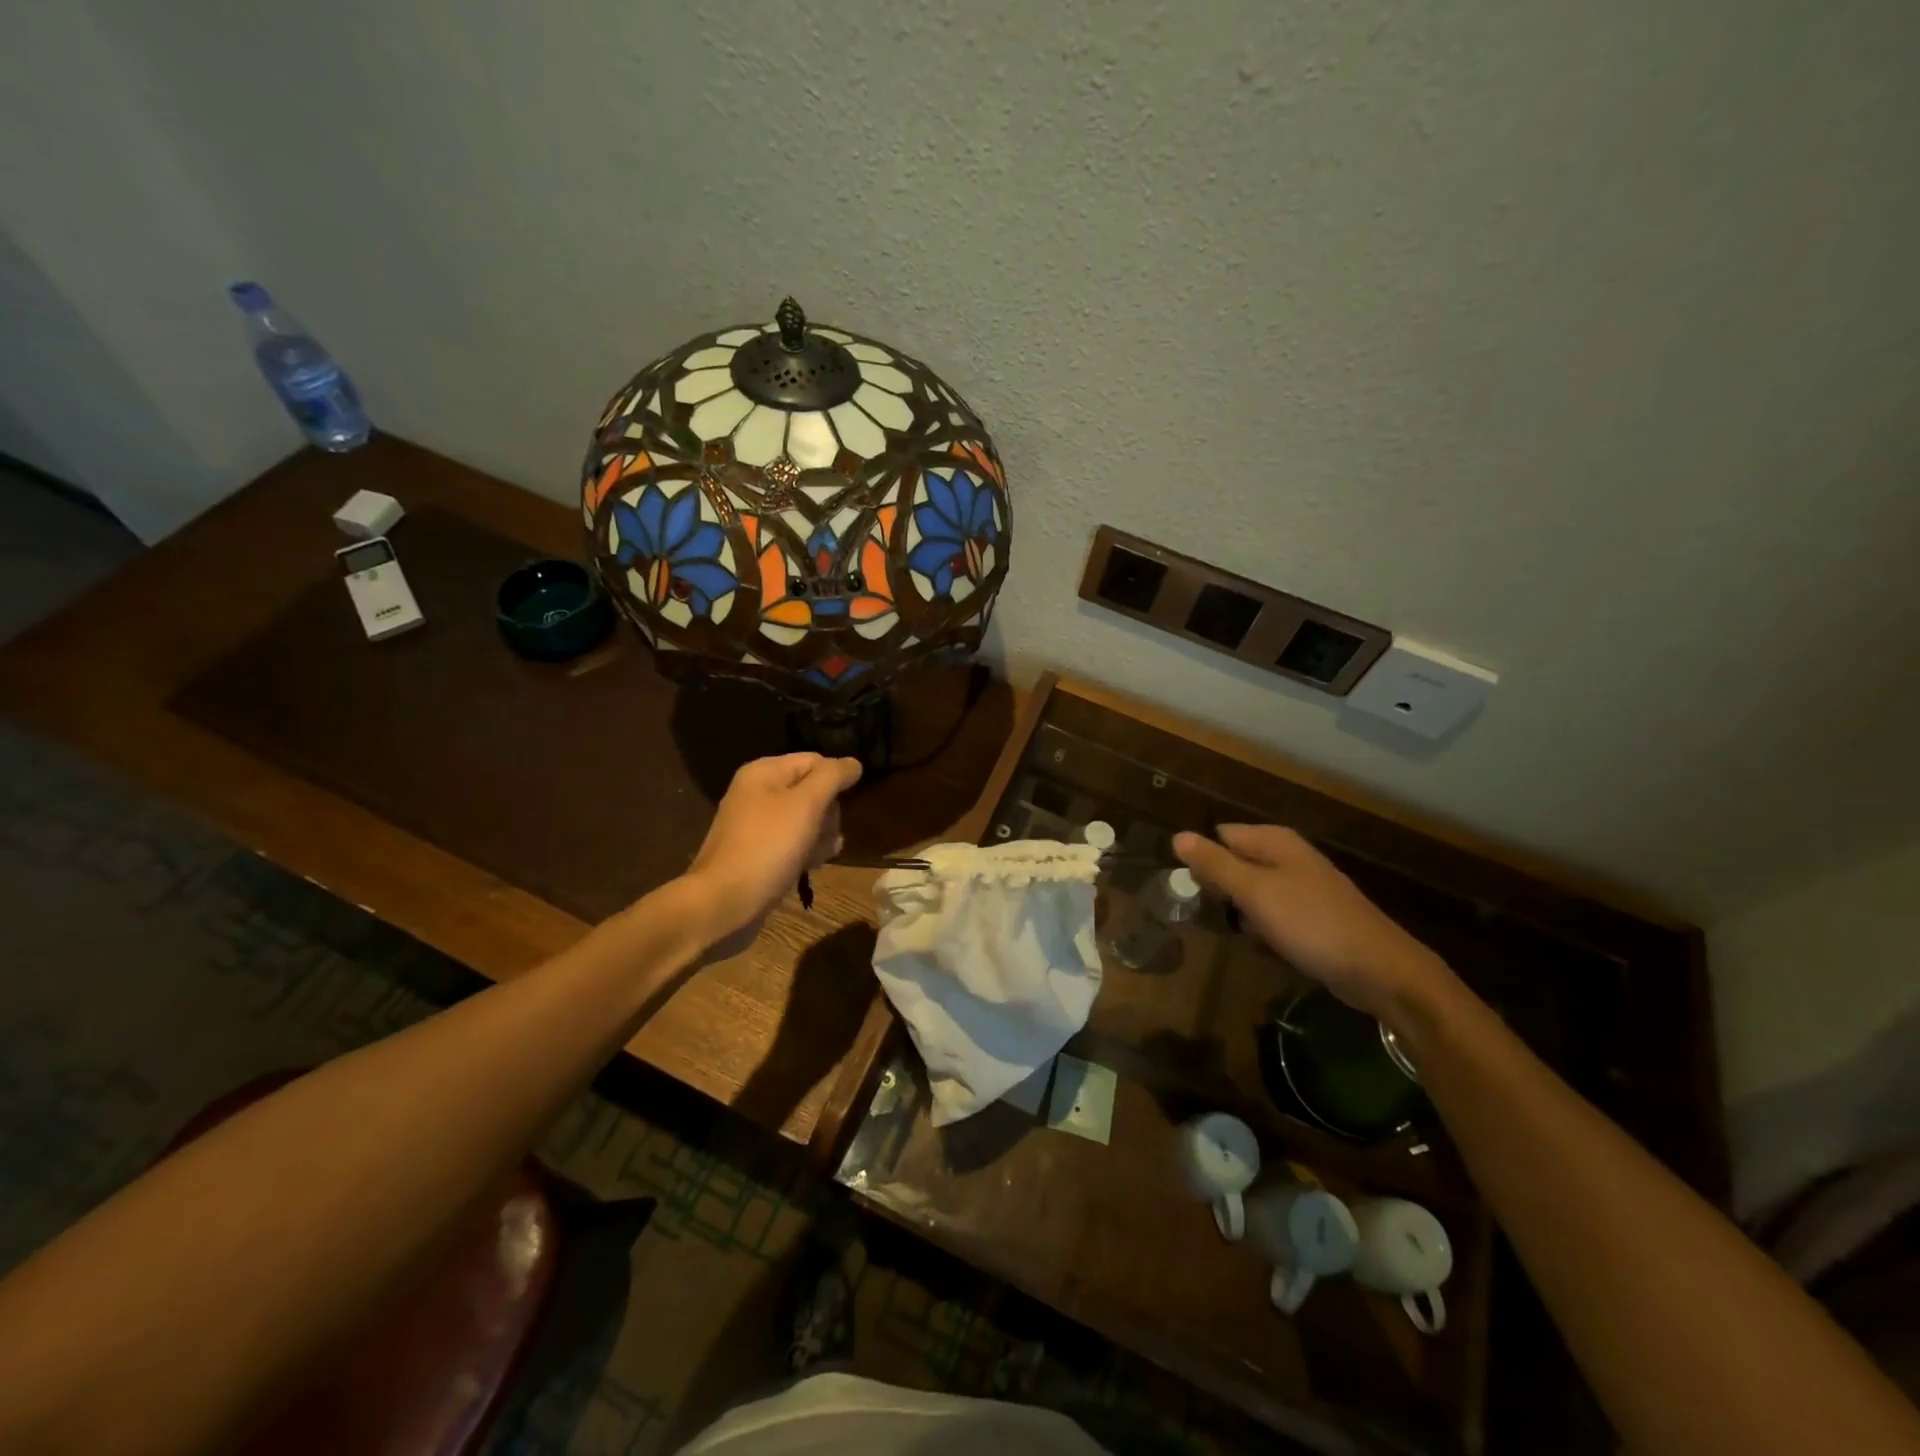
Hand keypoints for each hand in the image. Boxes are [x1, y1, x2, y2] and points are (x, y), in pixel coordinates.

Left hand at [685, 752, 861, 956]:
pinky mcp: (760, 853)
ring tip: (819, 855)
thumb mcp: (806, 804)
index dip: (836, 780)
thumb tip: (854, 763)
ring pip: (806, 820)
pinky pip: (793, 843)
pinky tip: (812, 866)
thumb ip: (832, 777)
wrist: (724, 903)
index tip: (848, 805)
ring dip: (821, 835)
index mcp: (764, 772)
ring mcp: (757, 825)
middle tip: (825, 833)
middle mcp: (758, 793)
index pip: (815, 761)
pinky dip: (806, 851)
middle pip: (812, 791)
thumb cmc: (767, 847)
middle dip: (828, 813)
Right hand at [1172, 824, 1450, 1020]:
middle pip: (1236, 862)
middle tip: (1203, 911)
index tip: (1184, 886)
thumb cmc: (1311, 923)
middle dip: (1218, 885)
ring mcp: (1303, 887)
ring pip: (1252, 890)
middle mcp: (1288, 857)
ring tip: (1230, 930)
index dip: (1200, 858)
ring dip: (1239, 910)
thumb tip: (1177, 836)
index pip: (1220, 836)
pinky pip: (1272, 913)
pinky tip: (1260, 944)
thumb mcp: (1255, 892)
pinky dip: (1262, 926)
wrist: (1379, 970)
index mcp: (1275, 842)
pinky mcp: (1312, 917)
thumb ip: (1215, 864)